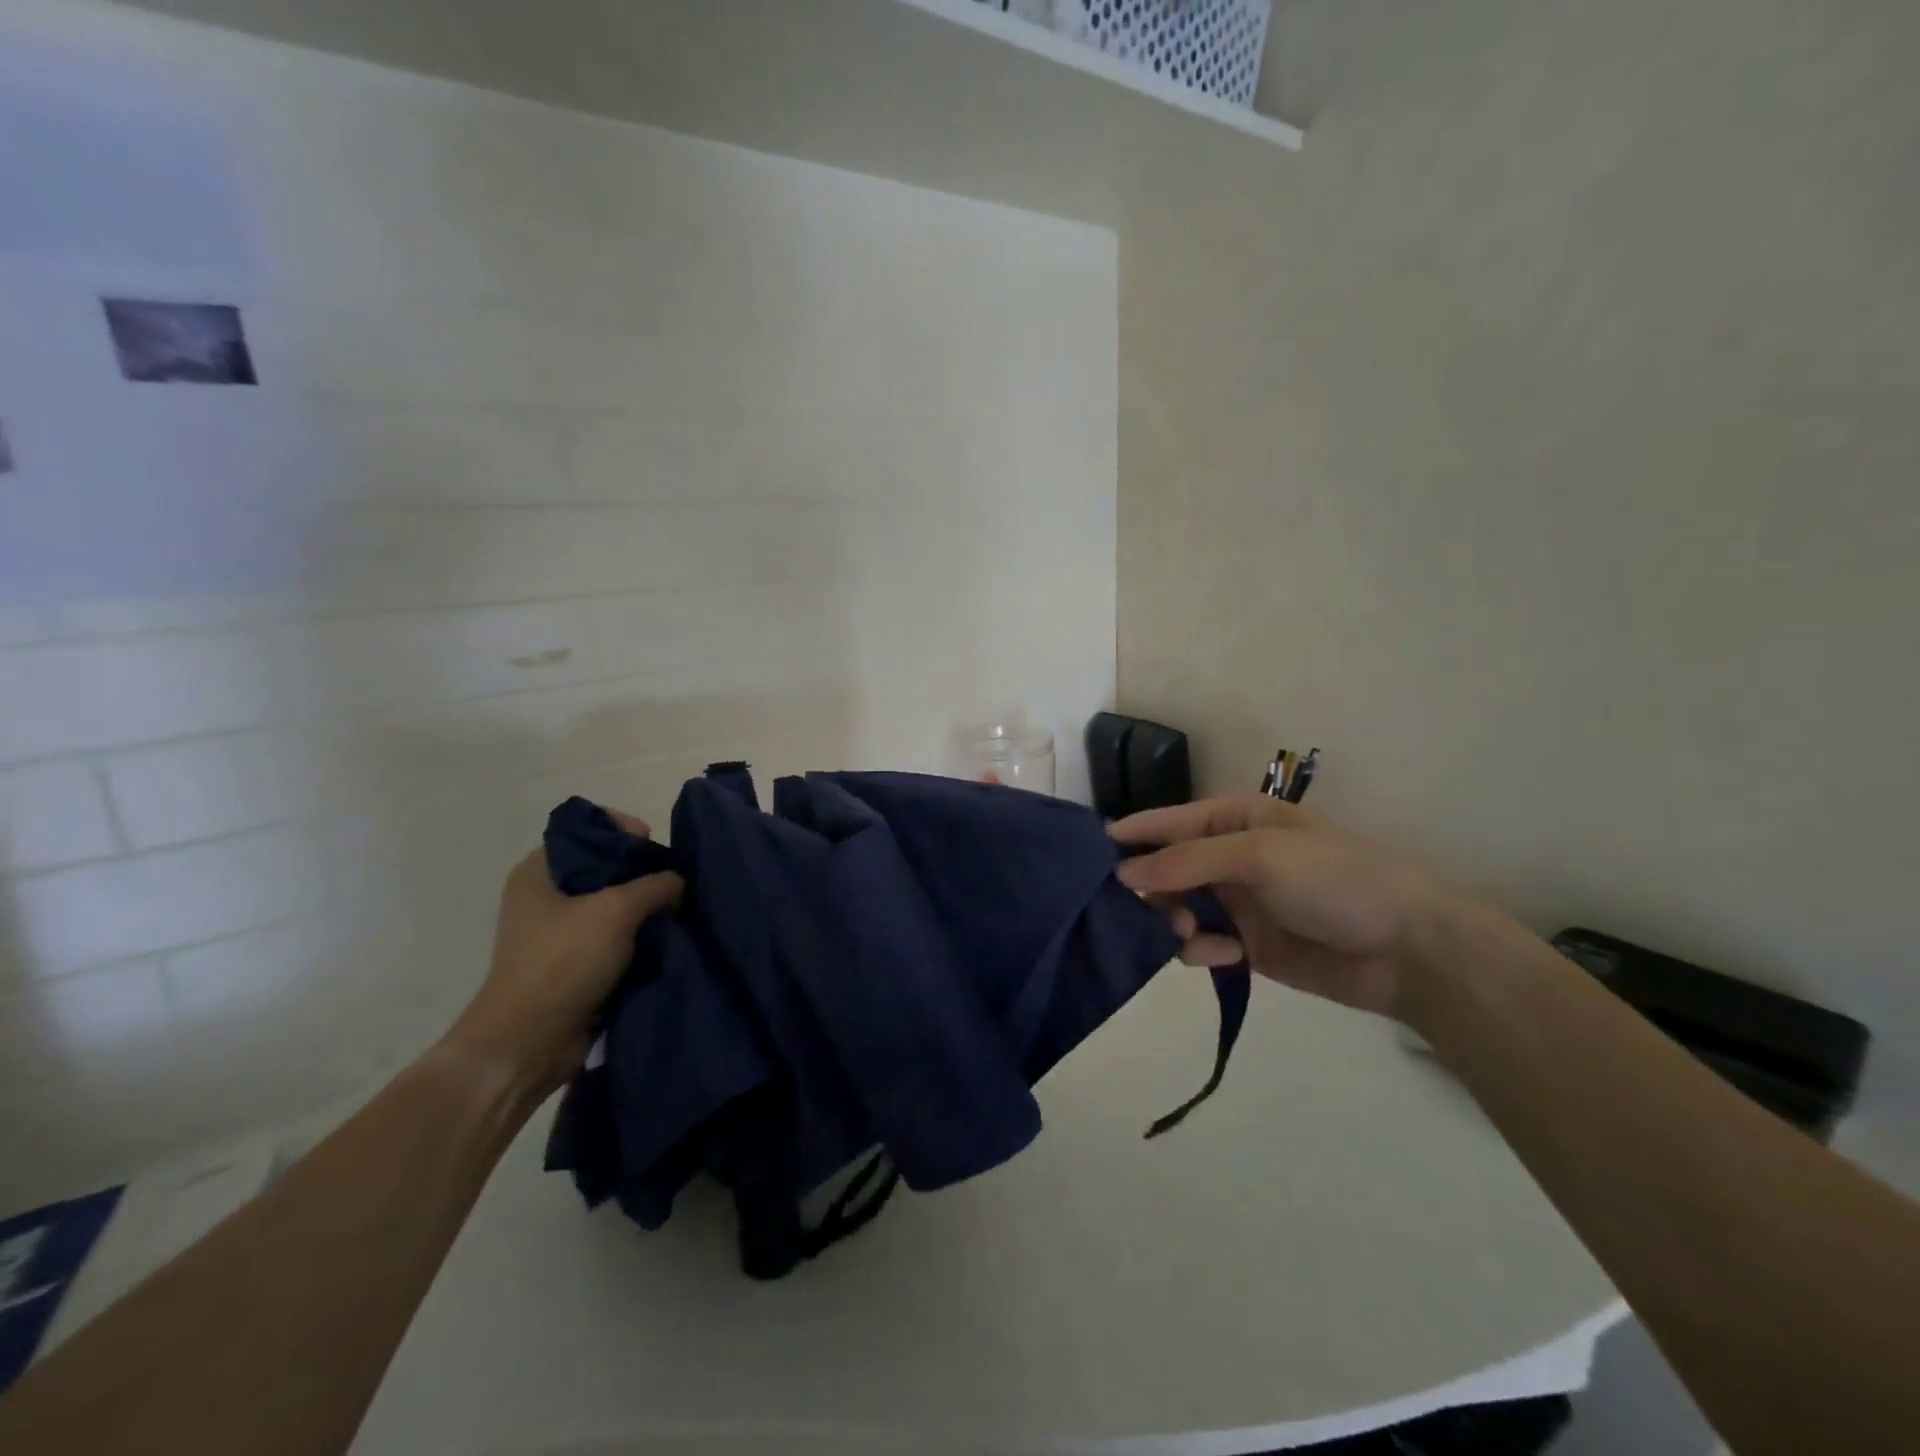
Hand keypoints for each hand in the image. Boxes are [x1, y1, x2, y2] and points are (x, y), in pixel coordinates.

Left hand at [447, 810, 682, 1095]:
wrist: (528, 1042)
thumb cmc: (564, 961)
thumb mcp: (617, 910)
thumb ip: (656, 884)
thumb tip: (678, 881)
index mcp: (538, 871)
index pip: (585, 828)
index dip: (621, 828)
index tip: (652, 844)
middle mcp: (545, 895)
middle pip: (604, 865)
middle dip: (642, 871)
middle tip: (673, 880)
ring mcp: (558, 931)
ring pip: (613, 903)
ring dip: (644, 907)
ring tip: (677, 909)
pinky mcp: (574, 962)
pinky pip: (614, 936)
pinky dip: (638, 936)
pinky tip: (665, 938)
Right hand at [1112, 797, 1457, 1020]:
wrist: (1408, 949)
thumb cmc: (1334, 880)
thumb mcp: (1258, 855)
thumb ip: (1187, 861)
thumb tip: (1122, 873)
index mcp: (1236, 819)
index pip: (1169, 822)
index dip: (1131, 834)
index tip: (1088, 853)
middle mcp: (1229, 857)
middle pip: (1166, 868)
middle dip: (1151, 887)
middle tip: (1142, 908)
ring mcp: (1237, 902)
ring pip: (1176, 908)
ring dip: (1173, 920)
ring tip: (1189, 935)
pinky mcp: (1245, 945)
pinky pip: (1200, 943)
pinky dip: (1200, 949)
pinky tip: (1223, 956)